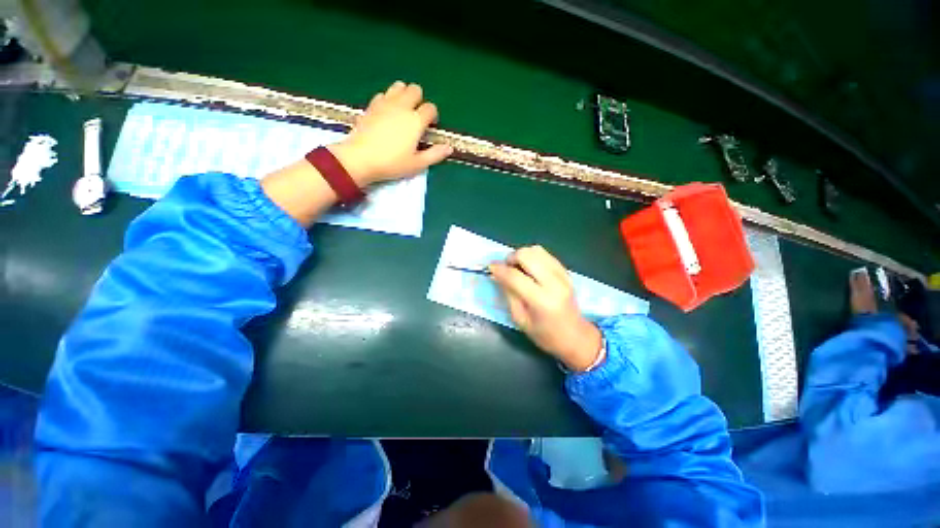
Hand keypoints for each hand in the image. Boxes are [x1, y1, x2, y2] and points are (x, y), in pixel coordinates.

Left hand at [329, 81, 452, 185]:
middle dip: (419, 100)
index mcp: (415, 121)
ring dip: (404, 95)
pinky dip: (389, 99)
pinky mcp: (372, 105)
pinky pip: (384, 94)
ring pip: (399, 86)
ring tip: (403, 111)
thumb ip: (435, 154)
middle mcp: (402, 107)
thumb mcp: (417, 164)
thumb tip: (449, 147)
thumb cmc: (392, 163)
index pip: (430, 108)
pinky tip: (387, 112)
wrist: (361, 158)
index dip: (433, 116)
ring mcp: (385, 103)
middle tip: (416, 117)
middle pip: (415, 90)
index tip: (430, 127)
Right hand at [490, 246, 603, 371]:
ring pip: (536, 250)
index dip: (499, 269)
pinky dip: (533, 257)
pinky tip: (529, 268)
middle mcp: (554, 283)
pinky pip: (545, 254)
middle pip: (527, 255)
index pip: (515, 276)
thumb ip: (509, 294)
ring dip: (522, 255)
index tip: (490, 268)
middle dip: (511, 258)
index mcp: (541, 300)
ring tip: (518, 268)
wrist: (575, 337)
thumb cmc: (545, 335)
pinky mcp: (566, 271)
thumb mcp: (520, 319)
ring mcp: (562, 275)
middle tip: (506, 269)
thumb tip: (497, 275)